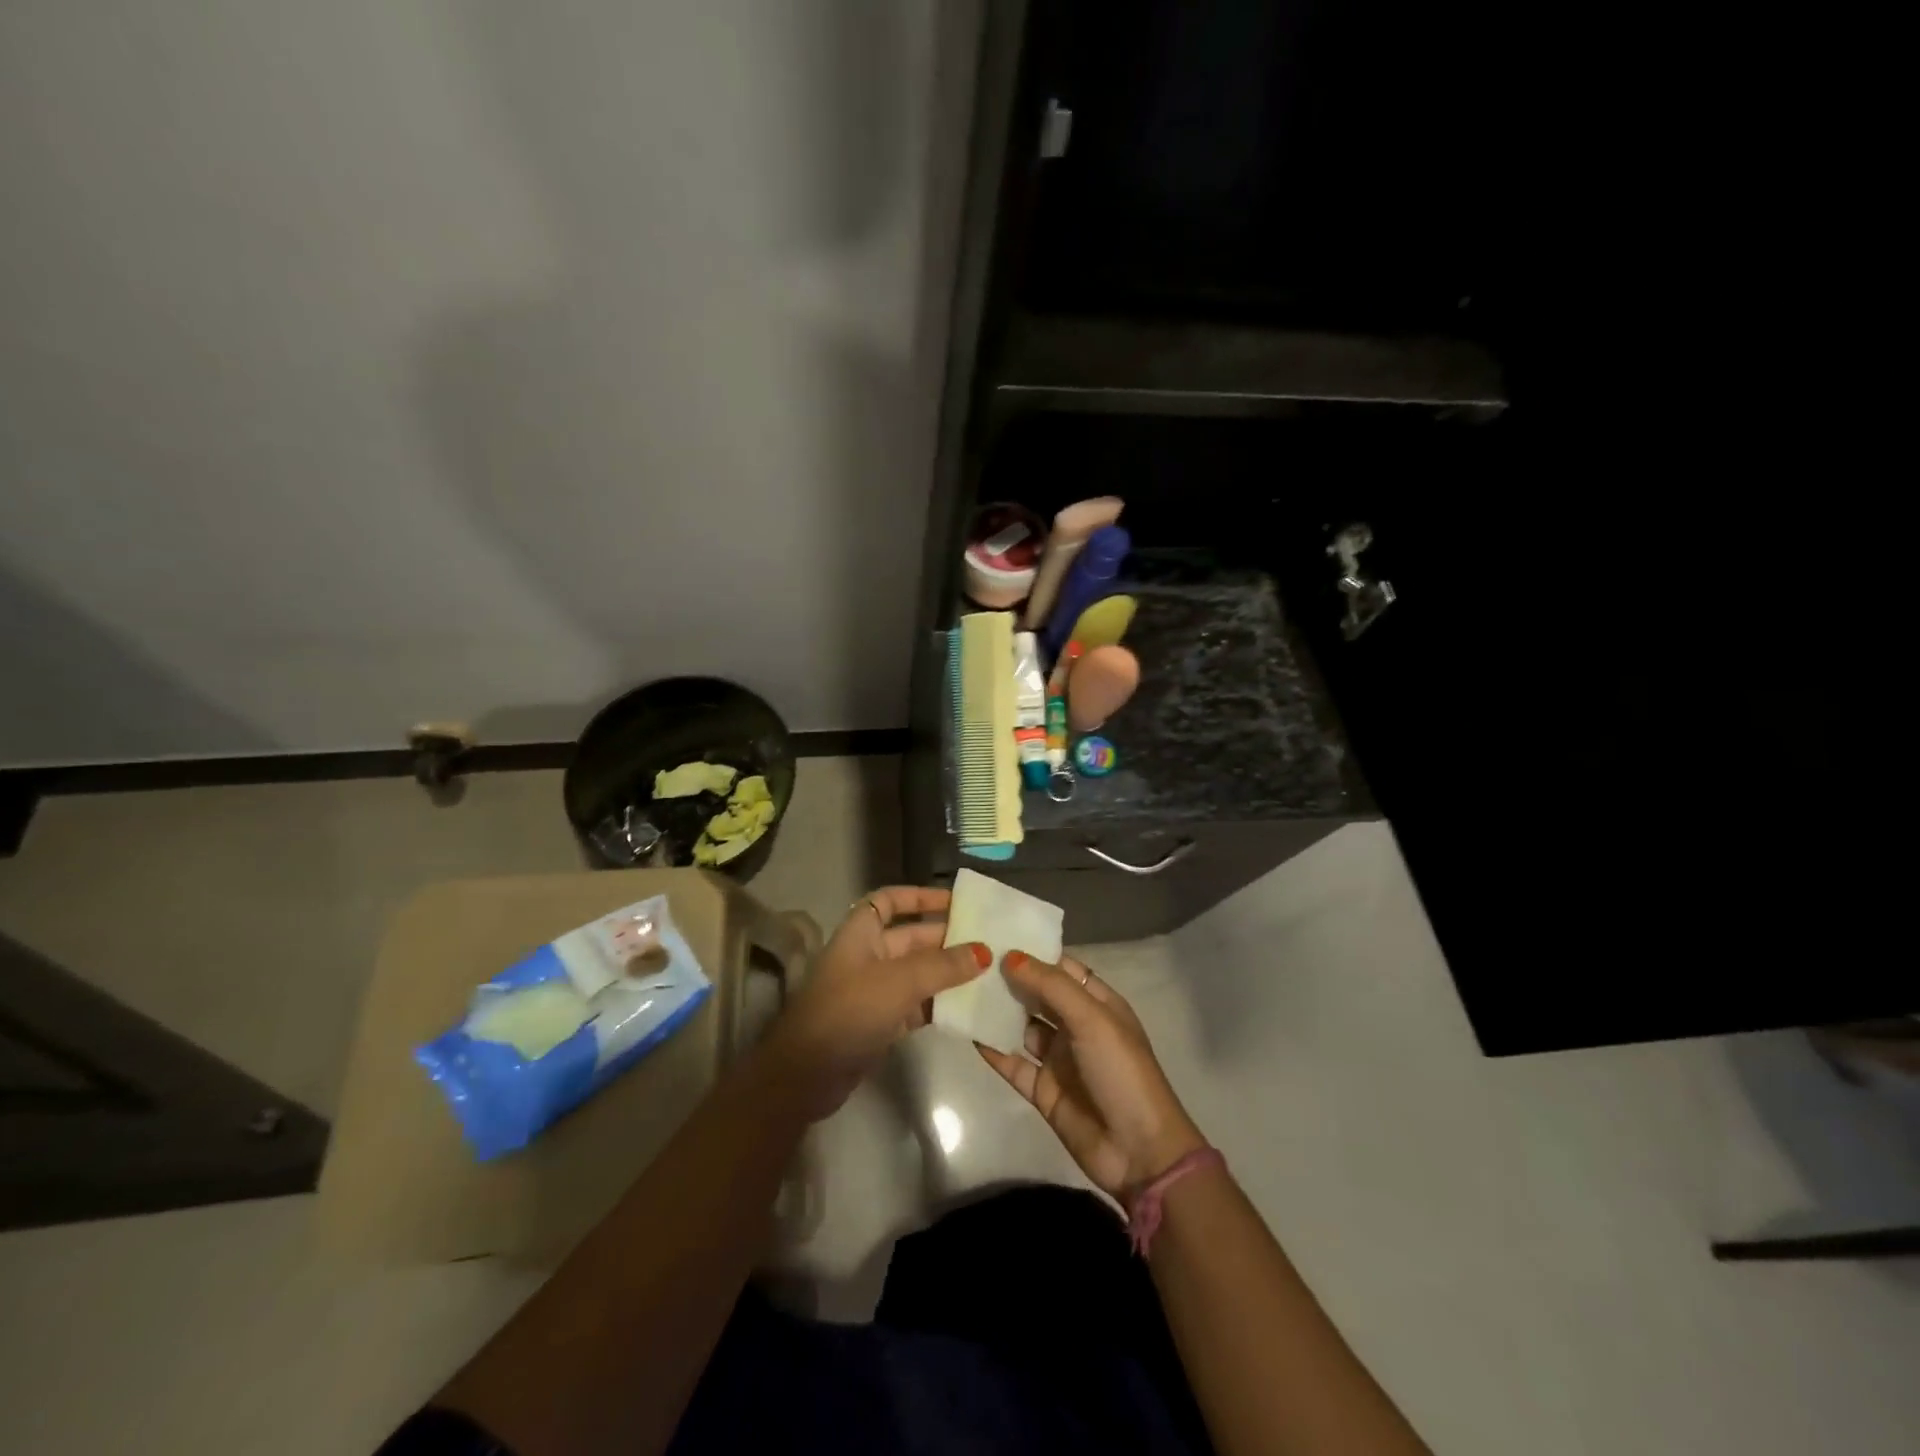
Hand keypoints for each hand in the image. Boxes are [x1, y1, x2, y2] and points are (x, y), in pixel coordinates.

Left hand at [760, 886, 988, 1120]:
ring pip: (918, 973)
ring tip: (988, 973)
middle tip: (988, 941)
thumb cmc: (849, 1010)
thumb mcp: (900, 982)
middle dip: (946, 938)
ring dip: (948, 974)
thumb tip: (983, 951)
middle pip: (911, 938)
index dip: (919, 897)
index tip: (955, 901)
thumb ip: (943, 965)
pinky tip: (968, 1007)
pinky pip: (916, 1005)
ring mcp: (873, 991)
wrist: (806, 1074)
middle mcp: (868, 956)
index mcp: (861, 932)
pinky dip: (939, 1004)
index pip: (890, 901)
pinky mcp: (880, 1023)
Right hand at [976, 952, 1206, 1197]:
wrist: (1138, 1152)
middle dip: (1010, 978)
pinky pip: (1012, 1063)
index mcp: (1097, 1004)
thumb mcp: (1092, 1020)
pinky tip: (968, 1031)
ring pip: (1022, 1026)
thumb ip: (1051, 986)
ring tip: (962, 988)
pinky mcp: (1042, 1090)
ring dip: (998, 1011)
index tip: (996, 934)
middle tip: (970, 958)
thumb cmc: (1121, 1072)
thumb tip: (1010, 956)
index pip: (1062, 968)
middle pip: (1038, 995)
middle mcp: (1077, 1026)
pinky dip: (993, 1048)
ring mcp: (1059, 1059)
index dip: (1033, 952)